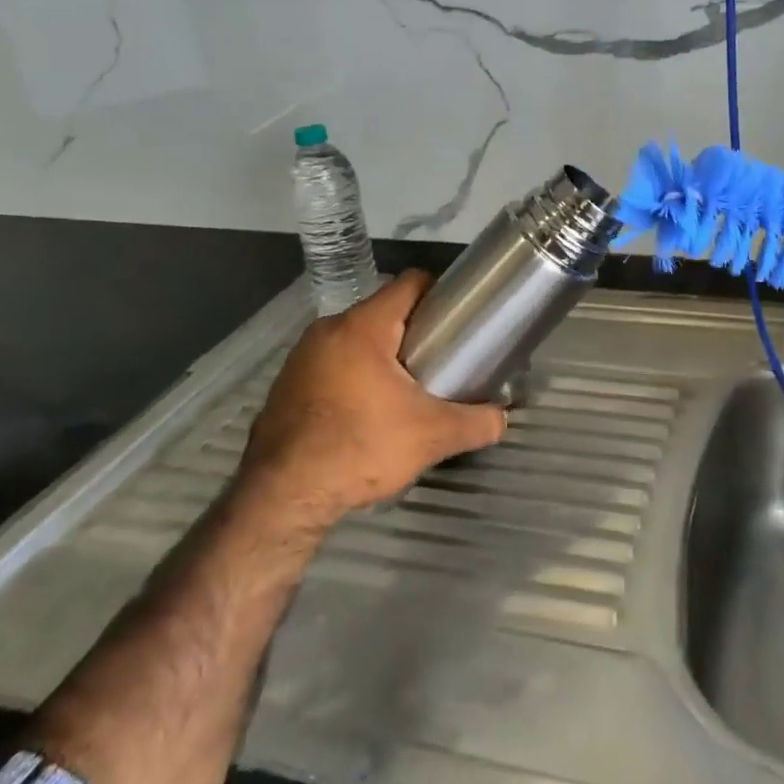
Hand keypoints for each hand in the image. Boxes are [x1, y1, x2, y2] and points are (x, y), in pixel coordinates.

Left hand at [236, 271, 505, 535]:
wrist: (280, 499)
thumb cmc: (359, 448)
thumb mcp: (431, 436)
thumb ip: (476, 422)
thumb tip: (503, 418)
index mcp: (363, 326)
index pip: (411, 283)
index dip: (442, 293)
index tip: (461, 318)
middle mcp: (328, 330)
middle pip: (385, 312)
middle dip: (416, 331)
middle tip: (444, 358)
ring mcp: (301, 358)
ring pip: (357, 340)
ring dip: (385, 355)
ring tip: (411, 387)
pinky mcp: (287, 386)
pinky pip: (333, 365)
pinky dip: (356, 376)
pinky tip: (370, 411)